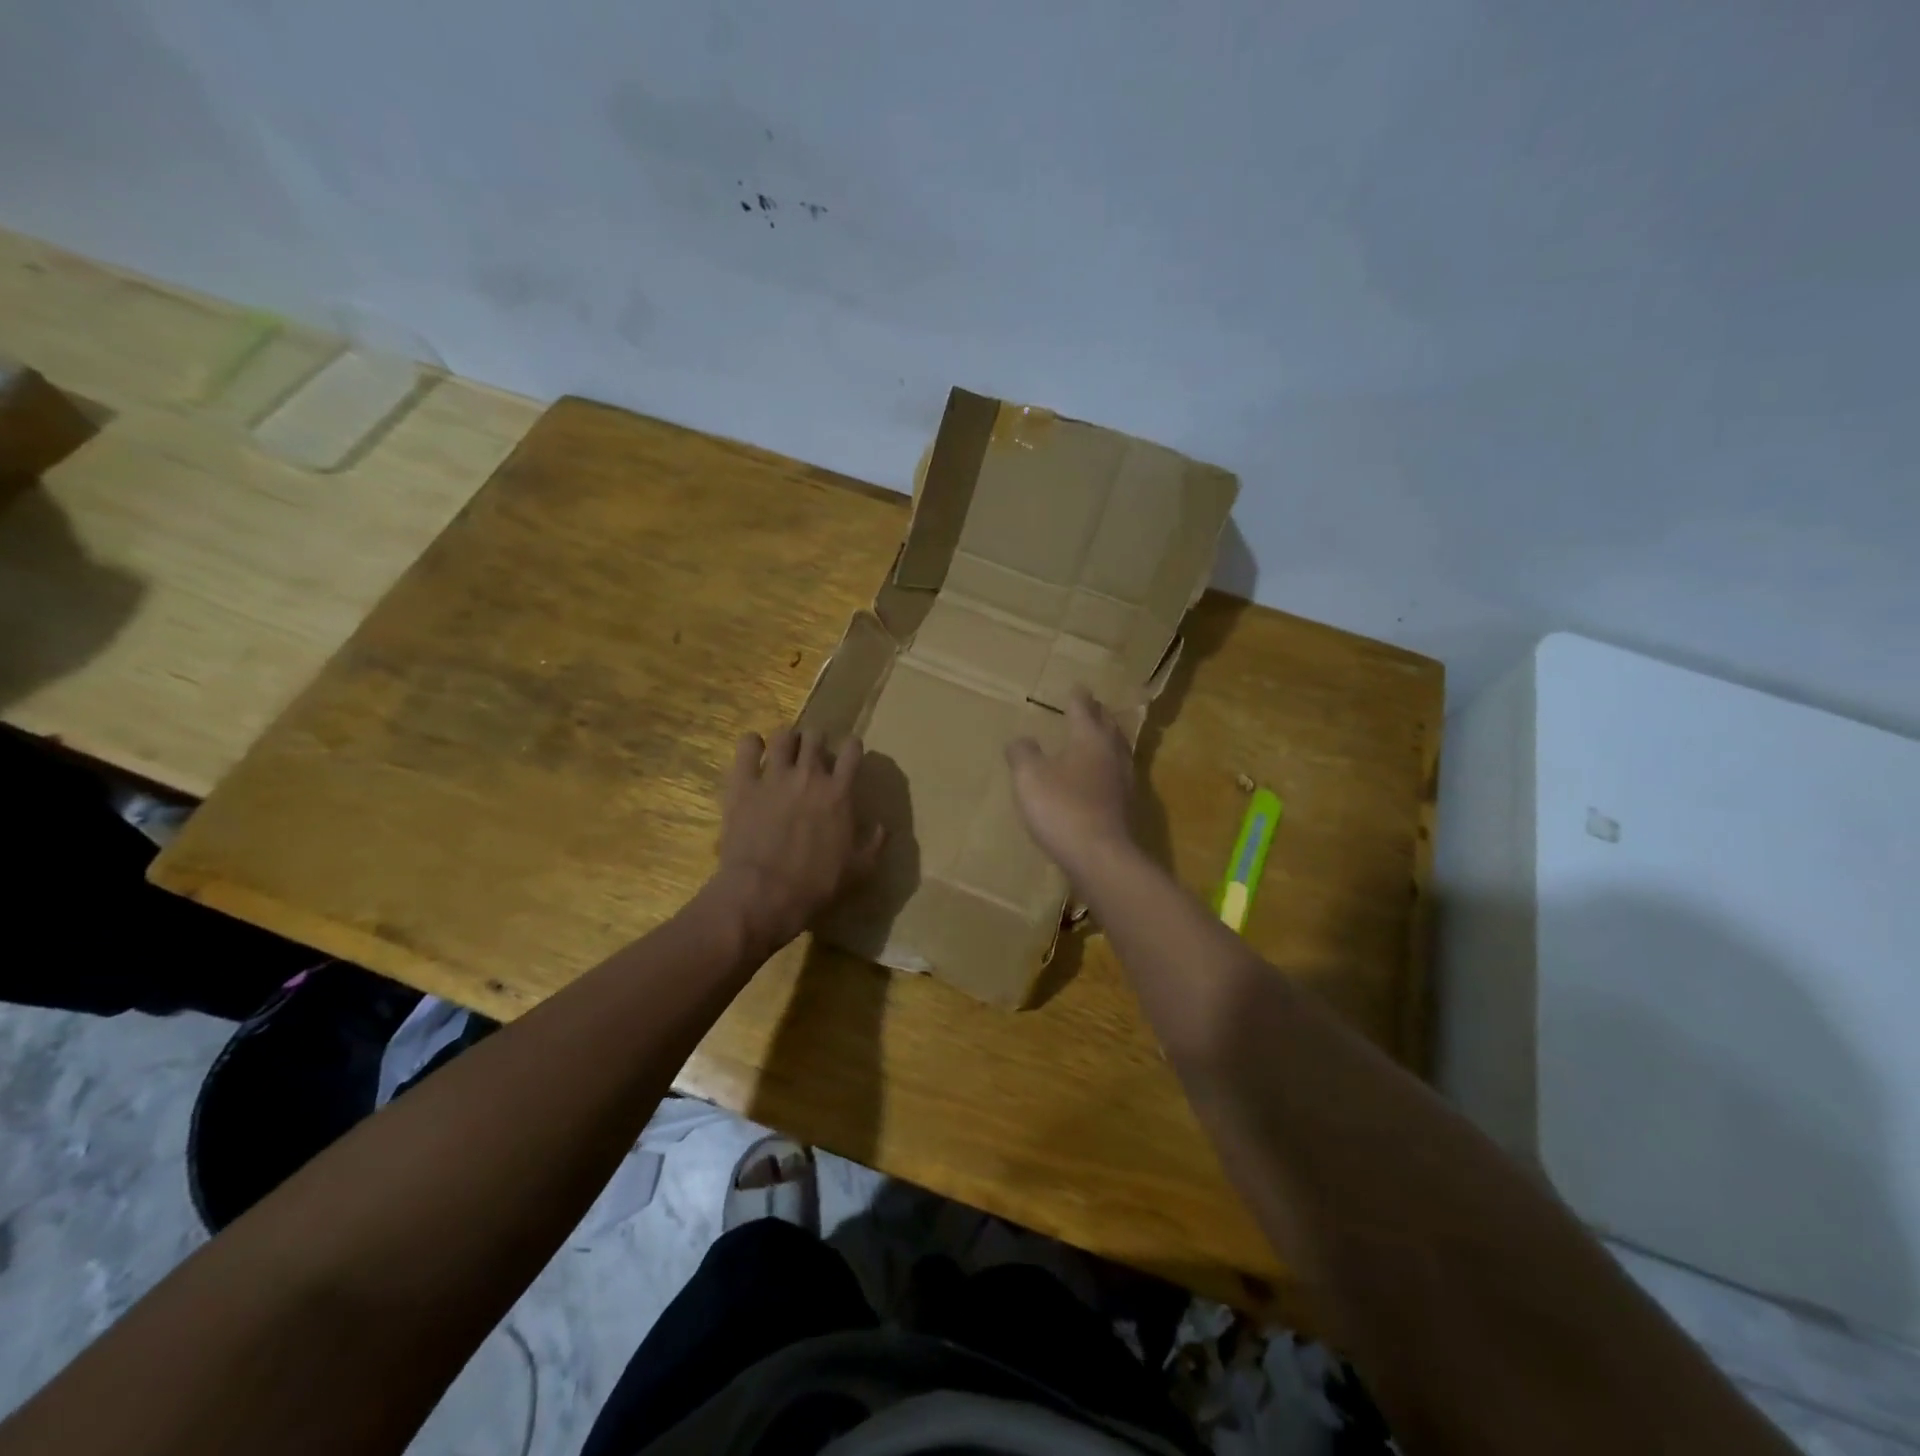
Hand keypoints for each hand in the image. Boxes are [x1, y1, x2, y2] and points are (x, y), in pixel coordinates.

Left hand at [707, 727, 885, 956]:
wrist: (764, 895)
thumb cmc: (815, 885)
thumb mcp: (858, 870)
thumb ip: (874, 845)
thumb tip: (883, 827)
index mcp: (839, 793)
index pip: (852, 750)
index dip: (851, 748)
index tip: (848, 755)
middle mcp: (809, 775)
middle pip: (816, 737)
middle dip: (816, 742)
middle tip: (811, 757)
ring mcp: (774, 776)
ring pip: (783, 736)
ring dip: (786, 741)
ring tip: (783, 752)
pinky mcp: (742, 784)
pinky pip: (746, 746)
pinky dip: (751, 744)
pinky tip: (753, 752)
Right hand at [1005, 687, 1137, 878]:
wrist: (1099, 856)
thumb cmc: (1061, 808)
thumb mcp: (1029, 777)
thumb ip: (1023, 753)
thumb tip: (1020, 740)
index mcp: (1089, 738)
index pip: (1083, 709)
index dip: (1078, 698)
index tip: (1077, 686)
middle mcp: (1111, 753)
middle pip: (1107, 726)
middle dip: (1098, 715)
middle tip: (1092, 706)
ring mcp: (1123, 781)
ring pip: (1117, 750)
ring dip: (1108, 739)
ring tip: (1099, 736)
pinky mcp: (1126, 806)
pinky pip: (1117, 775)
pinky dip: (1108, 767)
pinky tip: (1101, 777)